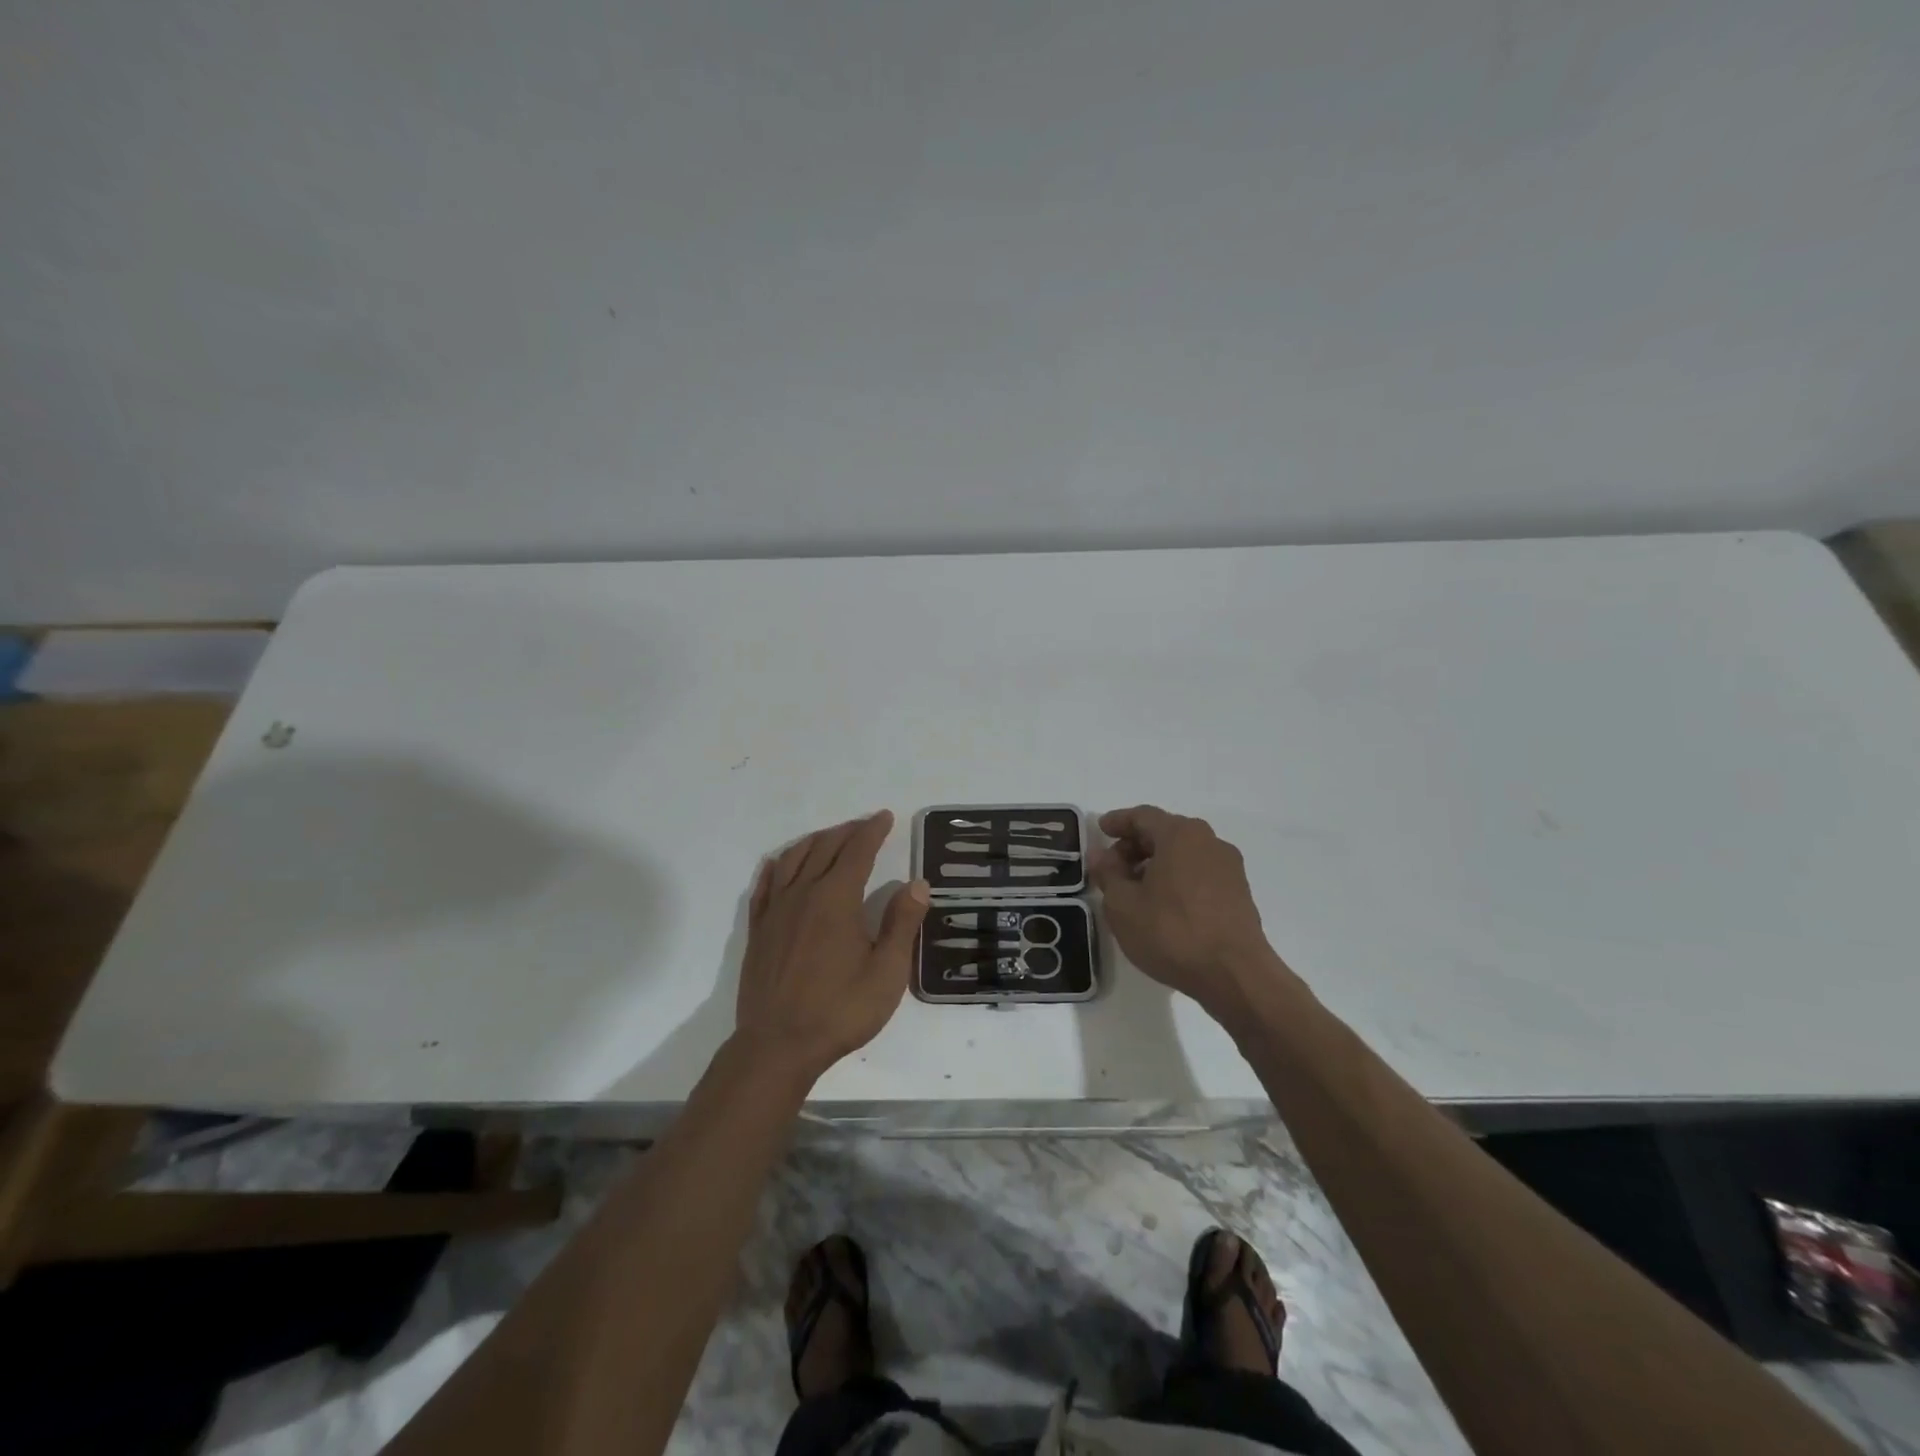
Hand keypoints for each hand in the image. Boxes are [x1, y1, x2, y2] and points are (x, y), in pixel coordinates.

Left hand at [735, 811, 929, 1083]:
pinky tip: (780, 864)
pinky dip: (777, 866)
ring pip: (793, 859)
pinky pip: (765, 885)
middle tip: (864, 825)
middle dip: (847, 832)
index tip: (885, 816)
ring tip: (829, 838)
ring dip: (814, 842)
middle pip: (825, 848)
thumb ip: (901, 924)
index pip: (857, 851)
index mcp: (836, 899)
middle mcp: (803, 894)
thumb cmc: (839, 1011)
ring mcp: (775, 911)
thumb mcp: (886, 973)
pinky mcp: (758, 930)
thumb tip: (917, 883)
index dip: (873, 830)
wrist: (777, 1046)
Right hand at [1090, 806, 1284, 1014]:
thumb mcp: (1123, 905)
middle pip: (1165, 832)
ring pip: (1184, 853)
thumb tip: (1100, 855)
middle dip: (1136, 844)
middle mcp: (1209, 841)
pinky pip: (1200, 872)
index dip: (1118, 822)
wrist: (1234, 975)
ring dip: (1157, 863)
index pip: (1143, 816)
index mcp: (1180, 835)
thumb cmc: (1171, 932)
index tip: (1100, 831)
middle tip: (1113, 866)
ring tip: (1136, 889)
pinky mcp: (1239, 892)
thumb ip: (1108, 874)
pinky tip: (1164, 904)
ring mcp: (1229, 867)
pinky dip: (1177, 878)